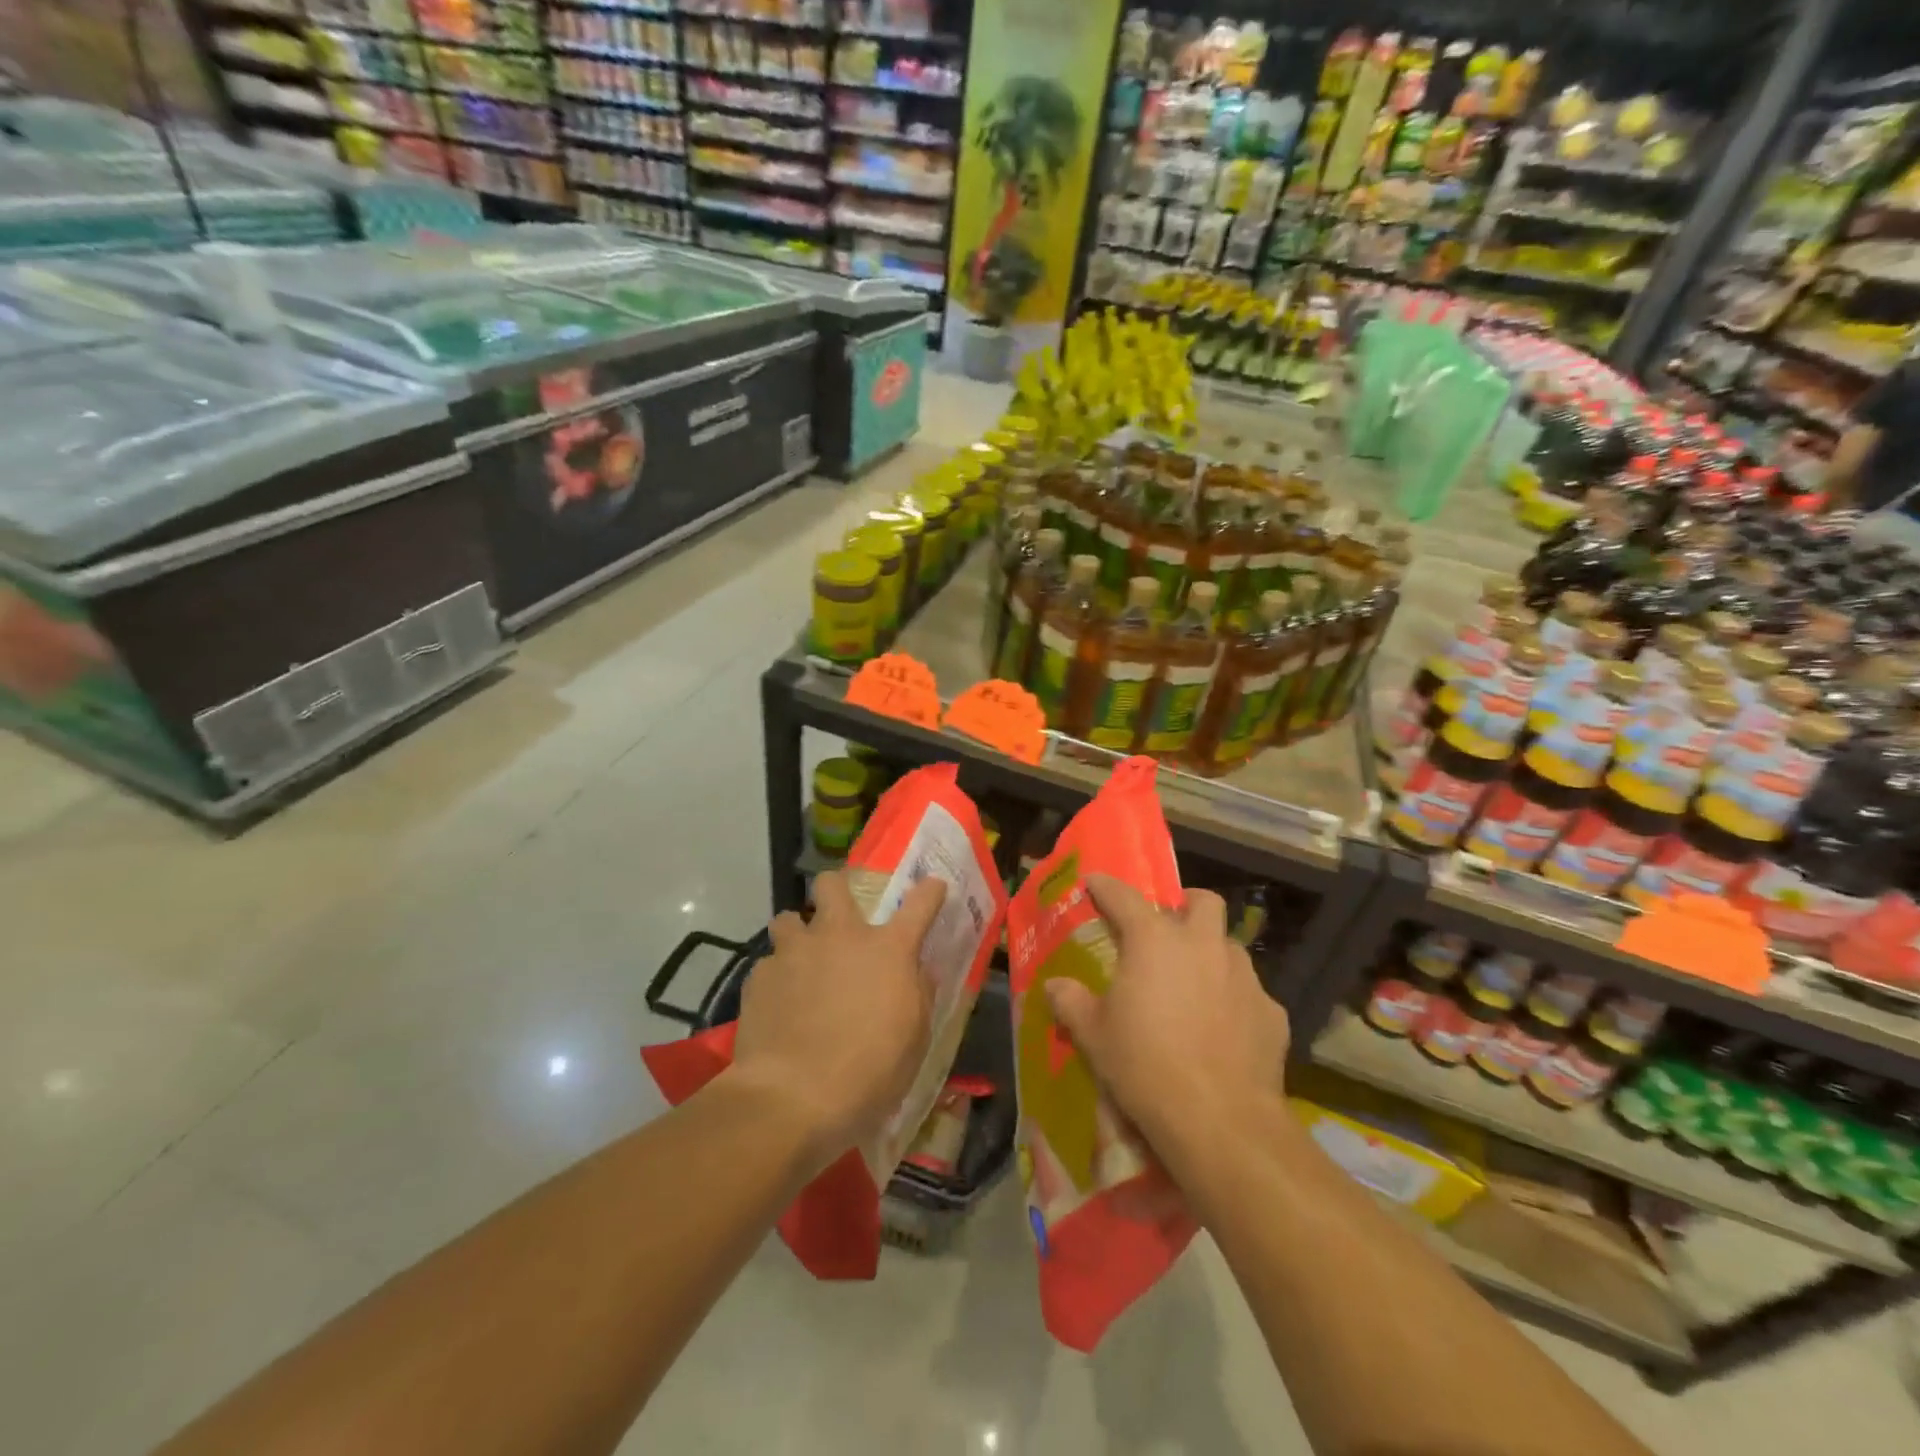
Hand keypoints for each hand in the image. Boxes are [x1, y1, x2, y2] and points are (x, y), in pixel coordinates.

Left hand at [728, 871, 947, 1169]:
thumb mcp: (914, 1042)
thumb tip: (919, 971)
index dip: (929, 892)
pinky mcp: (760, 976)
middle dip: (835, 889)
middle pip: (832, 884)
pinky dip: (776, 978)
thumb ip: (919, 996)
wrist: (792, 1098)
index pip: (920, 904)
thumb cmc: (869, 1074)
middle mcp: (841, 936)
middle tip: (837, 916)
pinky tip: (777, 1005)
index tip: (932, 888)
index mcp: (888, 950)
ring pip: (789, 918)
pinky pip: (769, 964)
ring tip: (799, 961)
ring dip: (797, 934)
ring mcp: (796, 951)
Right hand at [1046, 874, 1289, 1155]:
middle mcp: (1203, 945)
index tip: (1095, 883)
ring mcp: (1244, 977)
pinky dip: (1234, 1000)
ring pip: (1229, 947)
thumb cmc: (1145, 1066)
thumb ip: (1071, 1002)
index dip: (1106, 887)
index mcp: (1154, 940)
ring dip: (1211, 953)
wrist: (1220, 1121)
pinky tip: (1223, 1029)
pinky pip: (1250, 993)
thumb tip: (1054, 986)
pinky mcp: (1272, 1013)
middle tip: (1167, 927)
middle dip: (1185, 904)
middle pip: (1203, 902)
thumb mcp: (1093, 1036)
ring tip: (1194, 983)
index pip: (1125, 896)